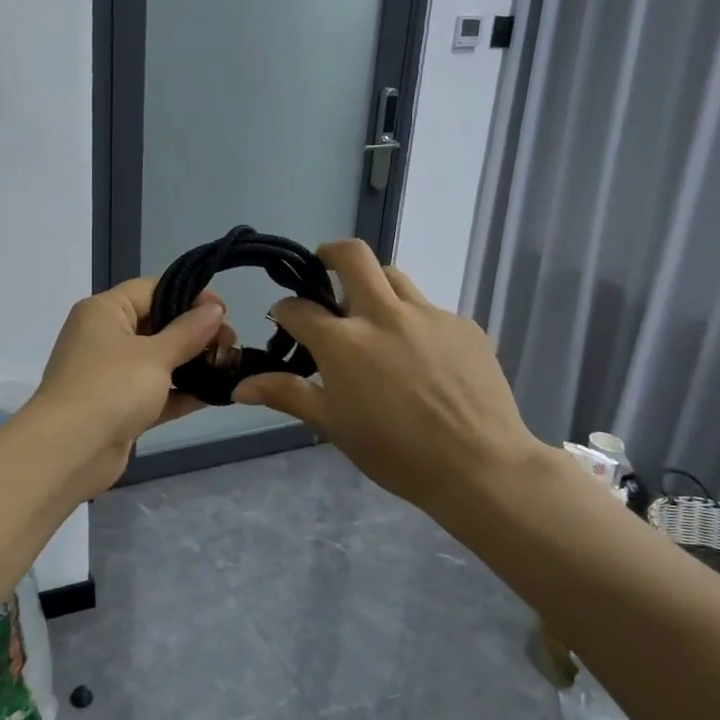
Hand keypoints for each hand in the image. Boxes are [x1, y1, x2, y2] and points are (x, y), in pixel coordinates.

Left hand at [31, 278, 229, 497]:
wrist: (69, 452)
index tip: (224, 312)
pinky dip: (181, 392)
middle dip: (195, 332)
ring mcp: (110, 375)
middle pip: (157, 323)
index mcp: (104, 311)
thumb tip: (214, 310)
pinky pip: (155, 392)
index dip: (190, 295)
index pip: (151, 289)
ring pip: (158, 360)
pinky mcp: (119, 407)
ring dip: (191, 363)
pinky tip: (216, 395)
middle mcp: (104, 337)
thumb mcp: (155, 356)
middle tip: (232, 343)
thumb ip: (188, 332)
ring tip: (229, 366)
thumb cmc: (111, 389)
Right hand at [231, 239, 546, 516]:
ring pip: (394, 276)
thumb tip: (239, 386)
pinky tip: (421, 357)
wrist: (480, 466)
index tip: (285, 321)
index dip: (285, 311)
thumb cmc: (396, 453)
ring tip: (374, 318)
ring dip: (374, 286)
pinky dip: (413, 321)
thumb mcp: (334, 426)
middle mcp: (383, 315)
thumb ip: (288, 395)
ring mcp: (428, 315)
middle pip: (352, 256)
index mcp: (344, 342)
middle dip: (330, 253)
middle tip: (324, 268)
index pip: (299, 308)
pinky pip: (429, 309)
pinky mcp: (463, 324)